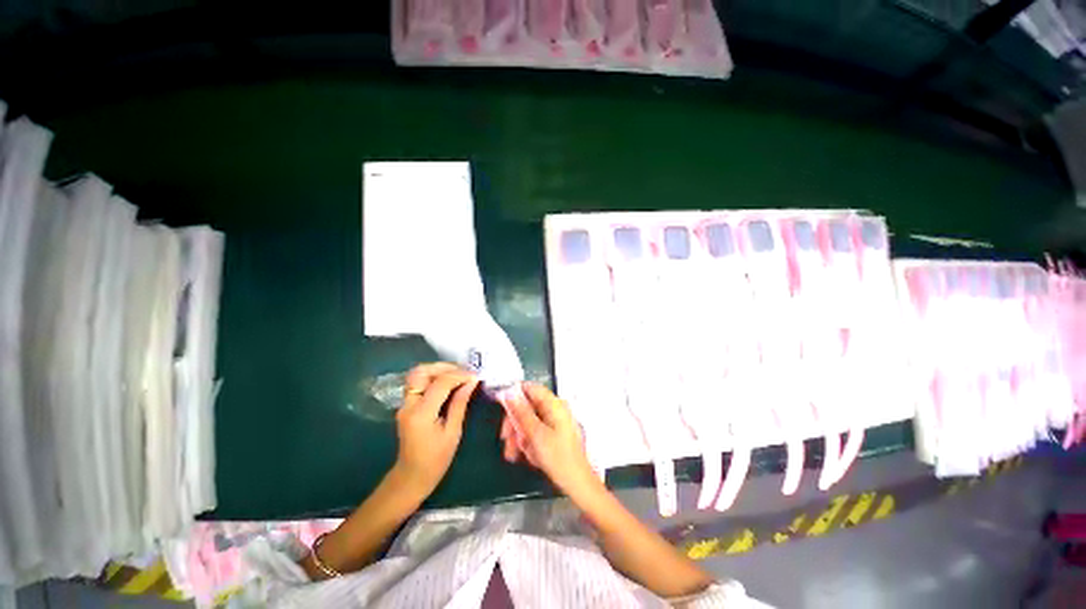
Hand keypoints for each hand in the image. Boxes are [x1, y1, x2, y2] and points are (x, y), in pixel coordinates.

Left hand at [394, 363, 478, 497]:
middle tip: (464, 371)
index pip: (440, 383)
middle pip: (421, 372)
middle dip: (444, 367)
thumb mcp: (453, 432)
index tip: (475, 376)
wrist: (411, 477)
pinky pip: (418, 383)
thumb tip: (471, 382)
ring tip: (457, 375)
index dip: (459, 375)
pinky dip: (433, 377)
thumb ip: (460, 403)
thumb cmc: (436, 459)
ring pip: (417, 374)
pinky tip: (448, 383)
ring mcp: (404, 404)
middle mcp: (408, 405)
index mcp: (421, 414)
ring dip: (438, 370)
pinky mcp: (406, 405)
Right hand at [500, 382, 600, 500]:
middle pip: (527, 406)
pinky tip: (526, 455)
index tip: (501, 407)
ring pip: (529, 420)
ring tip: (514, 453)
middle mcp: (555, 409)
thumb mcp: (536, 434)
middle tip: (506, 439)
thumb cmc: (559, 458)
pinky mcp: (554, 432)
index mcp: (554, 404)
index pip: (530, 388)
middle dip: (515, 423)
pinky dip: (528, 441)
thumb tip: (509, 392)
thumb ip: (521, 412)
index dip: (514, 395)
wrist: (577, 483)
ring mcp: (555, 421)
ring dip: (519, 435)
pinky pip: (536, 430)